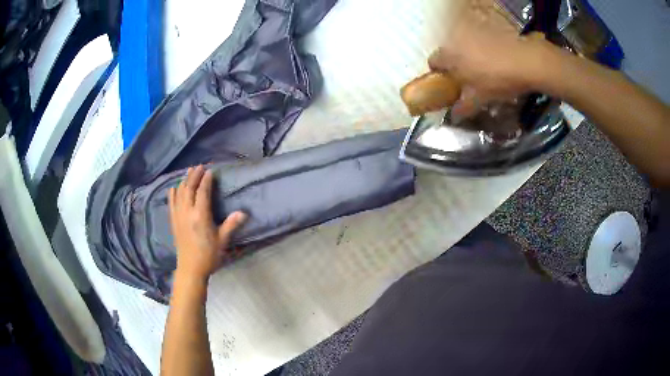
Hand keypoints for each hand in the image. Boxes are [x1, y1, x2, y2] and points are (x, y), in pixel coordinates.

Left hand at [168, 165, 247, 282]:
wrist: (191, 269)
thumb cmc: (209, 255)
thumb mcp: (222, 240)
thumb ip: (231, 225)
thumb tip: (243, 213)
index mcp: (200, 216)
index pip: (202, 192)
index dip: (206, 180)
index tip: (210, 171)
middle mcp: (187, 212)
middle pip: (189, 188)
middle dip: (194, 176)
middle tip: (199, 166)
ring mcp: (178, 216)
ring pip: (179, 193)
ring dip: (184, 181)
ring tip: (189, 172)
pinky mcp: (173, 222)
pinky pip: (171, 204)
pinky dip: (172, 194)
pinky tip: (173, 188)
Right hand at [428, 14, 556, 118]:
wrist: (526, 61)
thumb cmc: (497, 80)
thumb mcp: (480, 99)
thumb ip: (463, 107)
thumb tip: (454, 116)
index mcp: (450, 56)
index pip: (433, 62)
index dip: (439, 74)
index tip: (450, 83)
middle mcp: (457, 39)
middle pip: (448, 52)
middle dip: (454, 64)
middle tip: (467, 79)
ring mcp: (473, 32)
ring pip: (464, 45)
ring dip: (468, 56)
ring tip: (484, 70)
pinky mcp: (487, 30)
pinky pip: (478, 41)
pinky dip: (482, 49)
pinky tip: (495, 60)